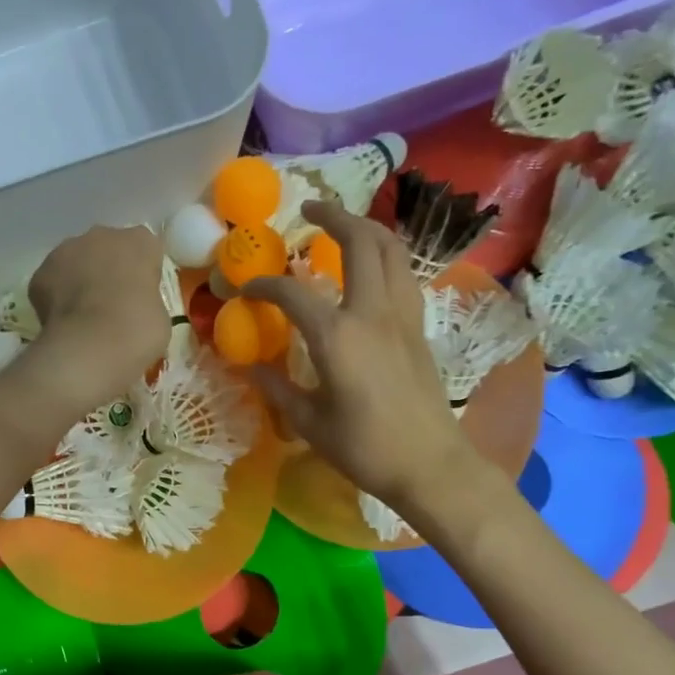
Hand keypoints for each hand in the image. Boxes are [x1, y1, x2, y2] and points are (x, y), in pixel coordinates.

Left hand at [26, 225, 170, 409]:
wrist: (92, 345)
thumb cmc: (138, 330)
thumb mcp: (160, 316)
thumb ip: (146, 299)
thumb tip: (132, 306)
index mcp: (140, 242)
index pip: (145, 250)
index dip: (142, 273)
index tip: (141, 296)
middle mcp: (103, 235)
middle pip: (107, 248)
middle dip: (108, 269)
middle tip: (112, 304)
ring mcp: (67, 250)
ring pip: (76, 260)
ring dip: (79, 279)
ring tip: (84, 315)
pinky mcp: (41, 272)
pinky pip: (52, 281)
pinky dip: (55, 297)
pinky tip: (63, 322)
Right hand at [244, 202, 487, 511]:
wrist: (430, 464)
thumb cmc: (365, 448)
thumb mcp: (309, 423)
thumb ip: (277, 389)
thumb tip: (249, 368)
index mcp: (337, 336)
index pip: (291, 293)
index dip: (263, 286)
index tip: (245, 290)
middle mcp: (372, 312)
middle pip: (360, 241)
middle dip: (332, 216)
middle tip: (307, 210)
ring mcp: (402, 315)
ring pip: (391, 249)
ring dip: (366, 227)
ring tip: (342, 226)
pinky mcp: (418, 326)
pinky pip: (402, 274)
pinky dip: (384, 256)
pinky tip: (369, 269)